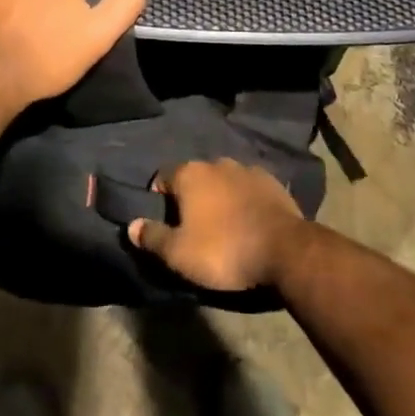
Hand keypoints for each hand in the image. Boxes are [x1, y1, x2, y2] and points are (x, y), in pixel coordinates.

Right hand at [129, 159, 304, 292]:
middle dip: (191, 196)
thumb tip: (131, 226)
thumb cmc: (223, 250)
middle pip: (195, 177)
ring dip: (219, 196)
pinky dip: (244, 199)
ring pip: (223, 180)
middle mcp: (217, 163)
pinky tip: (247, 220)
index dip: (159, 196)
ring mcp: (247, 169)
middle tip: (192, 226)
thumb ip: (153, 237)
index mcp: (190, 174)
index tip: (163, 220)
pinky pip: (248, 188)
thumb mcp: (179, 253)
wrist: (283, 249)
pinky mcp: (272, 181)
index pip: (163, 176)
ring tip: (222, 224)